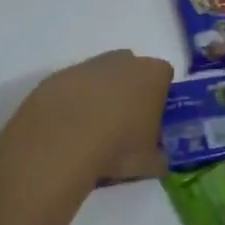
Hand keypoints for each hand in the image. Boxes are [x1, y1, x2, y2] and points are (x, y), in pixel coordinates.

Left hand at [14, 50, 173, 182]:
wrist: (62, 140)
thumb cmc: (118, 146)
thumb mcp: (150, 163)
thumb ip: (158, 158)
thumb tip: (157, 160)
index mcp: (153, 74)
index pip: (164, 77)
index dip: (159, 99)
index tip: (151, 122)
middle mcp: (124, 60)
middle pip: (132, 72)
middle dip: (130, 93)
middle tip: (123, 126)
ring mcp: (90, 64)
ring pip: (101, 77)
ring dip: (100, 97)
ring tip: (92, 132)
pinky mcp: (60, 74)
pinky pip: (74, 86)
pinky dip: (74, 102)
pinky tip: (68, 129)